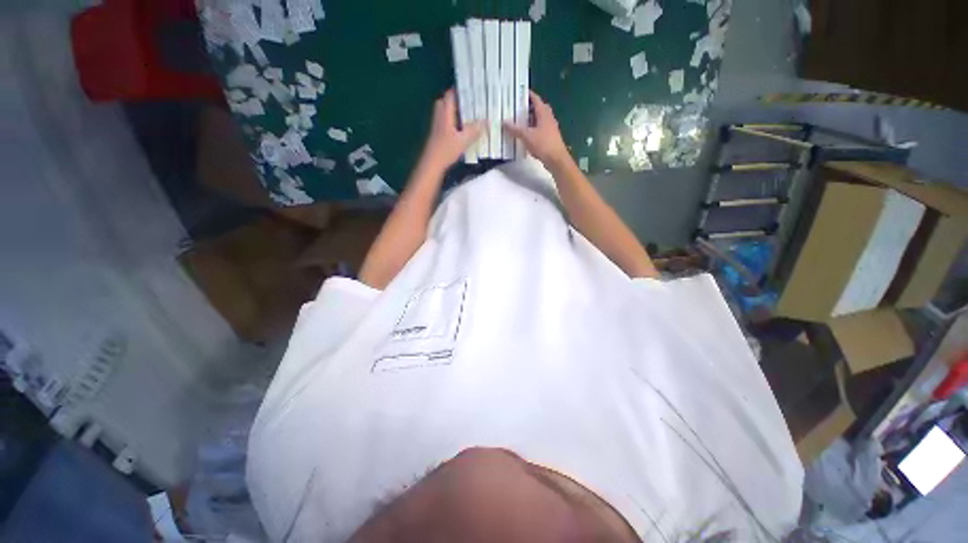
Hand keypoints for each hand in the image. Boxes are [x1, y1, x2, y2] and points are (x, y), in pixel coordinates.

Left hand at [420, 89, 483, 171]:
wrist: (432, 163)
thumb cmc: (446, 150)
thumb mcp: (463, 140)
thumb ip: (474, 130)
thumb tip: (486, 121)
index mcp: (445, 113)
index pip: (450, 95)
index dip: (460, 90)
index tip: (471, 89)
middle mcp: (439, 116)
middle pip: (446, 102)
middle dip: (458, 101)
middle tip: (472, 103)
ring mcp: (438, 125)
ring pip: (447, 113)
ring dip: (456, 112)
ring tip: (471, 115)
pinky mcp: (438, 134)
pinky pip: (447, 122)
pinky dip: (455, 122)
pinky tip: (464, 129)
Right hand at [503, 91, 570, 169]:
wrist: (556, 159)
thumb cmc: (543, 144)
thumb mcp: (527, 136)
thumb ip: (515, 129)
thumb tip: (504, 122)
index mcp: (543, 112)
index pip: (535, 99)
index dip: (527, 95)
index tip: (517, 93)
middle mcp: (548, 117)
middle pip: (536, 109)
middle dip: (526, 108)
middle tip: (514, 109)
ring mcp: (549, 128)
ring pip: (537, 120)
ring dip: (528, 120)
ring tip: (516, 122)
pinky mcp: (548, 137)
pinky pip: (538, 130)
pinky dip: (531, 130)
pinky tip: (523, 135)